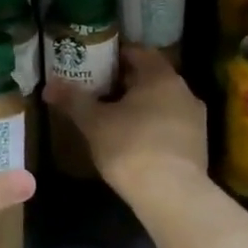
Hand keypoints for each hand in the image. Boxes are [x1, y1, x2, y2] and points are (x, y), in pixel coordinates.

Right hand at [45, 45, 206, 196]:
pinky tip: (133, 141)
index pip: (138, 52)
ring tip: (113, 117)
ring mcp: (195, 118)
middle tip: (97, 90)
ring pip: (162, 101)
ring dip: (140, 105)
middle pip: (151, 77)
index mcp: (160, 76)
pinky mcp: (198, 144)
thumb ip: (73, 100)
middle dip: (125, 81)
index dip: (115, 55)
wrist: (172, 195)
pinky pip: (170, 124)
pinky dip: (152, 125)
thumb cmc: (130, 147)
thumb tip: (49, 85)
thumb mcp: (94, 123)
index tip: (94, 63)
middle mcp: (183, 91)